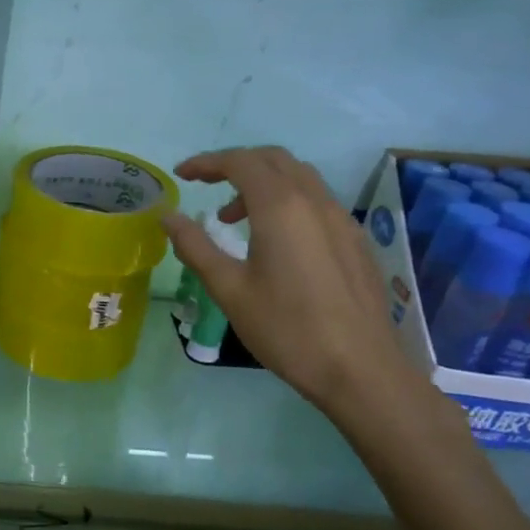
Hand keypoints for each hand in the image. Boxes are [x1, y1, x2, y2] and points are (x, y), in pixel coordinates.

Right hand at [161, 146, 421, 422]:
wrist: (361, 370)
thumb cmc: (286, 328)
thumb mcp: (228, 289)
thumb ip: (195, 246)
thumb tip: (168, 217)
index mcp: (281, 208)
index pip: (240, 162)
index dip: (206, 162)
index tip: (181, 175)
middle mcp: (315, 202)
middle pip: (273, 160)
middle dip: (235, 164)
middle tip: (205, 185)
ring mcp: (342, 220)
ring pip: (299, 178)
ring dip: (262, 182)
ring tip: (232, 218)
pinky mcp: (355, 241)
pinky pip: (317, 201)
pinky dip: (286, 201)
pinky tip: (273, 241)